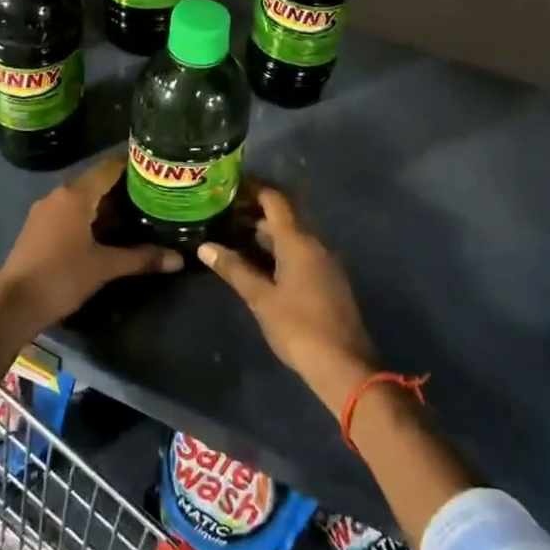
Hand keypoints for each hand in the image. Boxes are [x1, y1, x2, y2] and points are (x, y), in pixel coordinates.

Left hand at [0, 156, 181, 337]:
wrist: (13, 303)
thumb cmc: (61, 276)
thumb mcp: (105, 267)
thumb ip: (141, 258)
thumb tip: (179, 259)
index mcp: (76, 195)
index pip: (109, 167)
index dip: (134, 165)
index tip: (157, 169)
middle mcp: (59, 194)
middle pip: (96, 181)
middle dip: (124, 187)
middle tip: (155, 193)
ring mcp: (45, 210)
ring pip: (83, 197)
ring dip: (107, 203)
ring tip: (138, 211)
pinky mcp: (38, 227)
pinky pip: (70, 211)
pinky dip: (90, 215)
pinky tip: (108, 230)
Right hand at [199, 187, 376, 410]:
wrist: (343, 365)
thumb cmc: (298, 327)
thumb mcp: (261, 298)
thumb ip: (234, 269)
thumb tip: (205, 247)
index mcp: (300, 242)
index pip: (275, 201)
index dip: (252, 188)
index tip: (227, 185)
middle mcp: (315, 244)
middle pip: (284, 217)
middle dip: (253, 211)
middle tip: (221, 212)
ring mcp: (324, 262)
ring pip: (291, 236)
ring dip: (264, 233)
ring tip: (231, 234)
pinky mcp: (327, 280)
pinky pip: (299, 253)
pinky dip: (276, 250)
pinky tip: (255, 262)